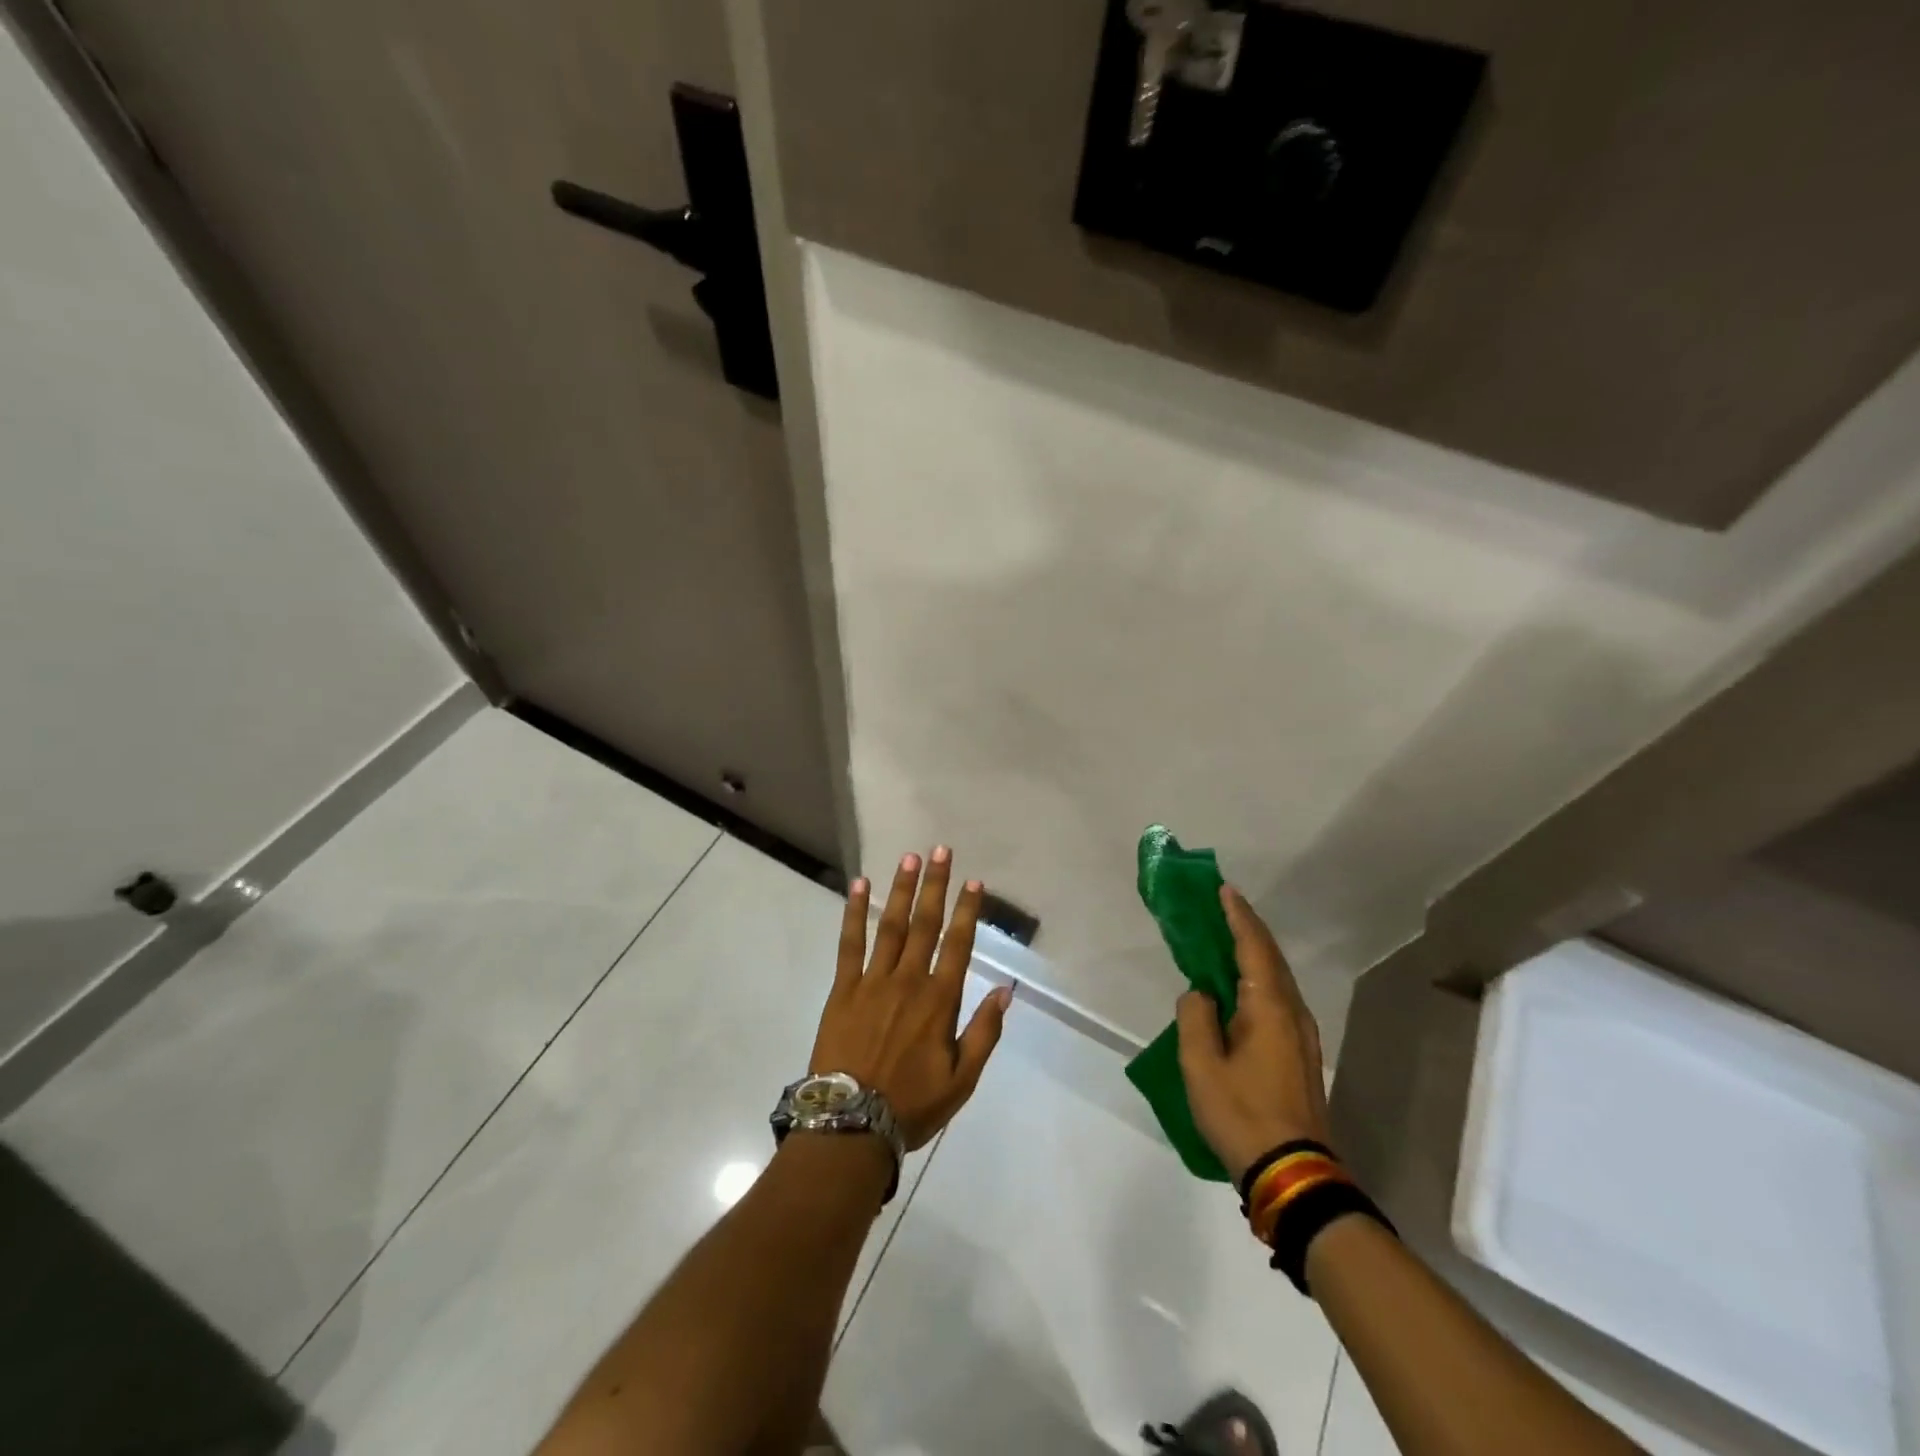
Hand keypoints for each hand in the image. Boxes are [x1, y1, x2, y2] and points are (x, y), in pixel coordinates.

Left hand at [809, 847, 1013, 1149]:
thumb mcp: (962, 1080)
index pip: (958, 945)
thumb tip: (1006, 990)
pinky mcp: (844, 988)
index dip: (967, 911)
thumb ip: (985, 1032)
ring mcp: (873, 981)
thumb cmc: (911, 1104)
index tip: (974, 881)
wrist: (851, 1124)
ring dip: (901, 890)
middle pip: (925, 924)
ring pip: (891, 925)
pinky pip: (850, 943)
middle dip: (935, 885)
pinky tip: (860, 886)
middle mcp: (909, 981)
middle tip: (940, 850)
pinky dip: (855, 913)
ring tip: (909, 858)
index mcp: (939, 1001)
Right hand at [1176, 885, 1330, 1182]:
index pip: (1253, 947)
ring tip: (1225, 938)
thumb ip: (1195, 1018)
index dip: (1237, 915)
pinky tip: (1239, 987)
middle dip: (1246, 928)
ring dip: (1252, 953)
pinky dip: (1257, 978)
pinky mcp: (1300, 1054)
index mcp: (1269, 1008)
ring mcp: (1302, 1035)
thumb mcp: (1201, 1066)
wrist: (1294, 1173)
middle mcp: (1292, 1013)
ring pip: (1277, 978)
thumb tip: (1200, 994)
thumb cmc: (1242, 1114)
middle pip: (1270, 957)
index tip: (1222, 889)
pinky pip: (1277, 999)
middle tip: (1220, 905)